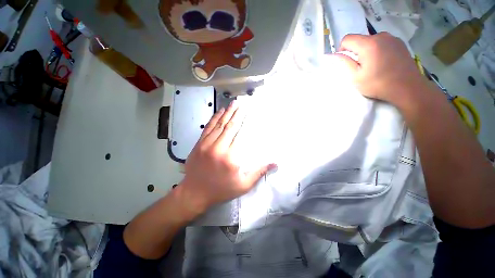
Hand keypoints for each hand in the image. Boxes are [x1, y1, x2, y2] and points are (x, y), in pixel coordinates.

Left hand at [180, 100, 276, 213]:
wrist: (194, 193)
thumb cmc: (221, 190)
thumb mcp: (243, 185)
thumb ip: (259, 172)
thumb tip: (275, 163)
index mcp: (230, 157)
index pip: (239, 134)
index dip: (244, 121)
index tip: (248, 112)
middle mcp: (218, 148)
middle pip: (229, 126)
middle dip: (236, 113)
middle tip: (241, 103)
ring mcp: (206, 144)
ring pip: (218, 125)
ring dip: (226, 113)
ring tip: (232, 104)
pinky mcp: (199, 144)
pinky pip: (208, 127)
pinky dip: (214, 118)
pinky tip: (219, 111)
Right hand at [330, 32, 426, 105]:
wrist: (407, 88)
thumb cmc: (378, 84)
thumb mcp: (356, 77)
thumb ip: (345, 63)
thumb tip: (335, 55)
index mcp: (369, 44)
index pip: (347, 39)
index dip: (342, 49)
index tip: (346, 61)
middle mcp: (381, 36)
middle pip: (359, 39)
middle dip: (355, 51)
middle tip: (360, 66)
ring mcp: (392, 38)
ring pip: (371, 40)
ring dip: (367, 50)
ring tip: (373, 65)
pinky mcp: (399, 43)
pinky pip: (382, 42)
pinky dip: (378, 50)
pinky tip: (383, 62)